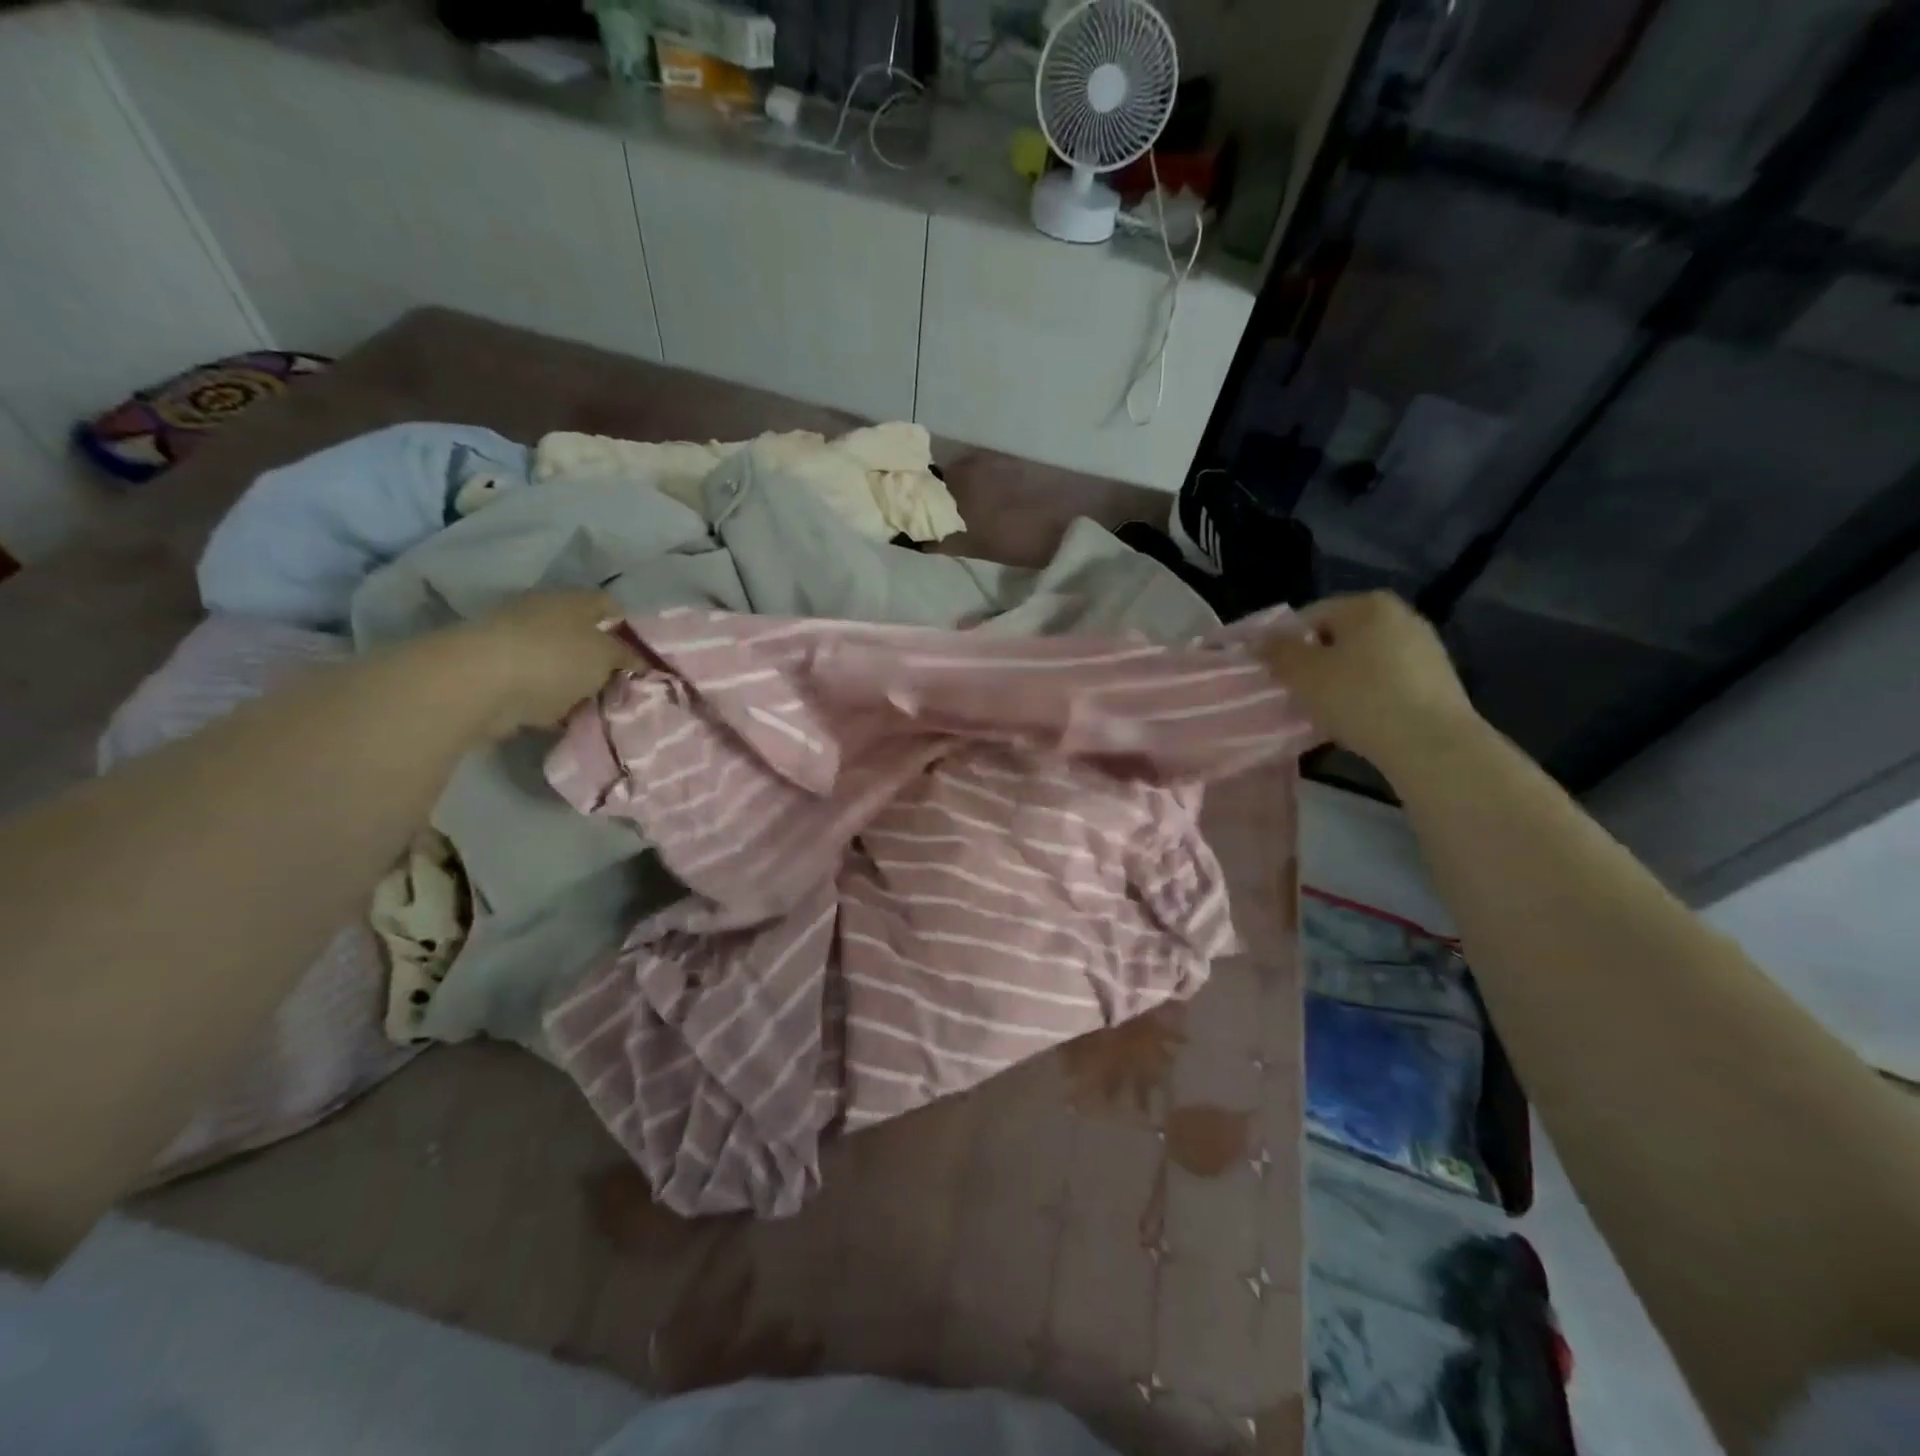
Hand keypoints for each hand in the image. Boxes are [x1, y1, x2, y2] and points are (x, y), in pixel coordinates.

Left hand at [447, 590, 641, 736]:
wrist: (479, 683)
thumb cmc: (554, 658)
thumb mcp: (606, 655)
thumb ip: (626, 657)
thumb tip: (639, 660)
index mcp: (572, 600)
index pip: (609, 605)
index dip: (629, 628)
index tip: (643, 656)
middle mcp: (544, 614)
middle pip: (584, 635)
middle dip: (603, 660)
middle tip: (625, 686)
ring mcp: (518, 643)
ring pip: (562, 663)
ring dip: (578, 683)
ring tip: (600, 708)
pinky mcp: (499, 673)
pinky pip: (539, 687)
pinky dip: (553, 702)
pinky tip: (569, 720)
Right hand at [1258, 592, 1478, 773]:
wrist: (1430, 742)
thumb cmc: (1358, 698)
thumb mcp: (1303, 674)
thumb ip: (1277, 652)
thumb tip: (1259, 640)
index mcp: (1366, 604)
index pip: (1310, 616)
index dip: (1285, 645)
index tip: (1275, 675)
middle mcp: (1400, 615)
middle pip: (1339, 637)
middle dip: (1315, 662)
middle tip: (1297, 694)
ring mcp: (1424, 646)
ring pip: (1363, 660)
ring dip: (1341, 680)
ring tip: (1326, 711)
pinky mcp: (1437, 678)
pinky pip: (1387, 680)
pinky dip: (1368, 694)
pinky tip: (1359, 720)